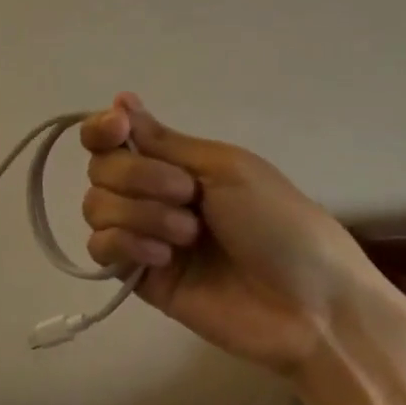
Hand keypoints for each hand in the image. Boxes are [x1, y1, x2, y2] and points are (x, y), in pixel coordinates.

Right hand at [81, 94, 381, 373]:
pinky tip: (163, 257)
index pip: (112, 136)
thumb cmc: (278, 224)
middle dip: (138, 176)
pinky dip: (125, 244)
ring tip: (187, 235)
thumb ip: (163, 141)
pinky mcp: (139, 277)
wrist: (309, 306)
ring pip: (96, 206)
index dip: (102, 129)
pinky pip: (100, 249)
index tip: (117, 129)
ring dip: (140, 213)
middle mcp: (151, 193)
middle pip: (101, 169)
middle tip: (186, 194)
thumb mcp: (225, 168)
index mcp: (175, 162)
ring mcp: (144, 235)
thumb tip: (119, 98)